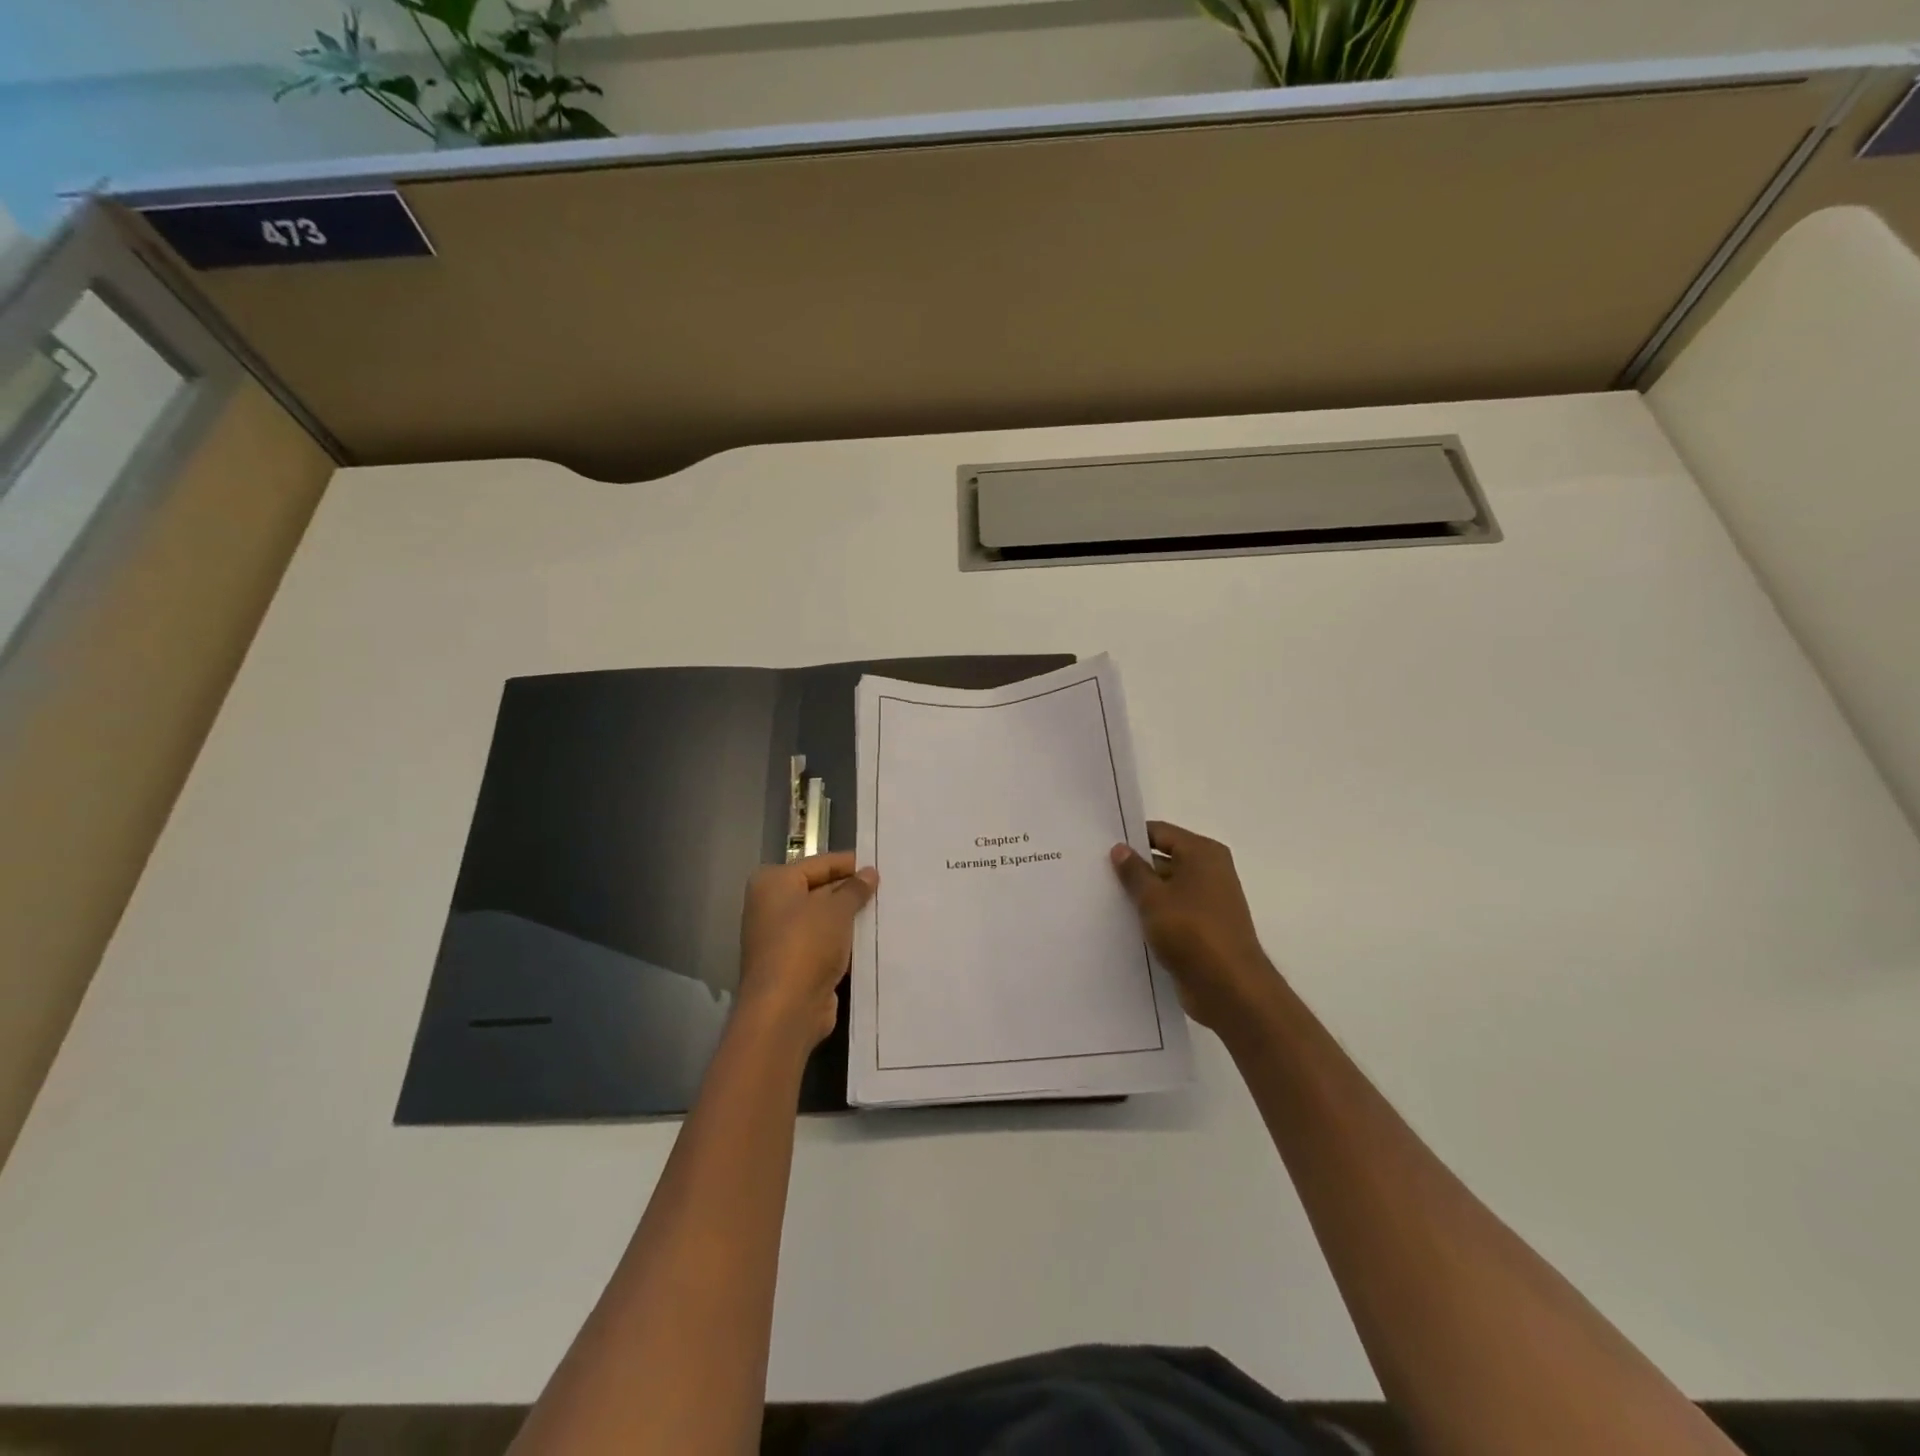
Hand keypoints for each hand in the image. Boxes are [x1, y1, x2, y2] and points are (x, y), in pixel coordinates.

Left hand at [737, 852, 878, 1047]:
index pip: (820, 864)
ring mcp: (782, 938)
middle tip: (890, 888)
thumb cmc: (806, 945)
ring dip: (851, 919)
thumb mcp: (836, 910)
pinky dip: (845, 943)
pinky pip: (826, 944)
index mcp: (774, 883)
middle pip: (820, 890)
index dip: (851, 864)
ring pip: (825, 920)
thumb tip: (870, 873)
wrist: (785, 1010)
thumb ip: (855, 889)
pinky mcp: (795, 965)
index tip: (883, 866)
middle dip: (852, 892)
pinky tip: (874, 940)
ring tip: (888, 911)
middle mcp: (772, 907)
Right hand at [1110, 821, 1280, 1032]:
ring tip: (1104, 898)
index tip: (1100, 847)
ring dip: (1142, 895)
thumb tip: (1120, 848)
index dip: (1131, 838)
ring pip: (1166, 888)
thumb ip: (1134, 871)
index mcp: (1203, 853)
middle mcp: (1210, 871)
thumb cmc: (1191, 931)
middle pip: (1163, 859)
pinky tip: (1125, 923)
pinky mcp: (1204, 928)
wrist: (1229, 988)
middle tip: (1095, 873)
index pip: (1160, 833)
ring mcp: (1209, 901)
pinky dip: (1153, 915)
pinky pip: (1172, 912)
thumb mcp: (1153, 898)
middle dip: (1134, 868)